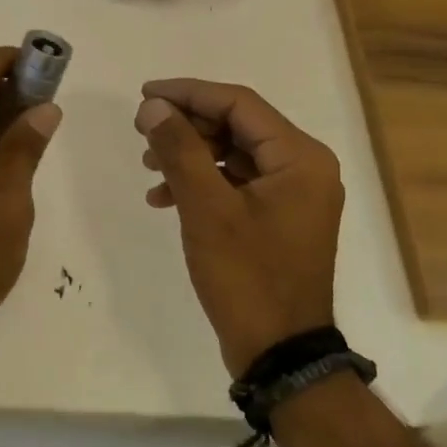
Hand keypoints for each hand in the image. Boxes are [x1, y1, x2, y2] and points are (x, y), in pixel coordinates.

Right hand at [135, 79, 343, 375]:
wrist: (279, 353)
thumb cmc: (247, 277)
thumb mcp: (206, 208)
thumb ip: (179, 149)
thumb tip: (153, 106)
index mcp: (300, 157)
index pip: (238, 104)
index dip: (188, 93)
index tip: (145, 95)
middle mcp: (304, 166)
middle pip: (236, 125)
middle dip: (186, 125)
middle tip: (142, 131)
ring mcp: (292, 193)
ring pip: (232, 152)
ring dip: (188, 154)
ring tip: (148, 166)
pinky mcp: (277, 216)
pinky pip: (235, 181)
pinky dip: (200, 182)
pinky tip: (164, 197)